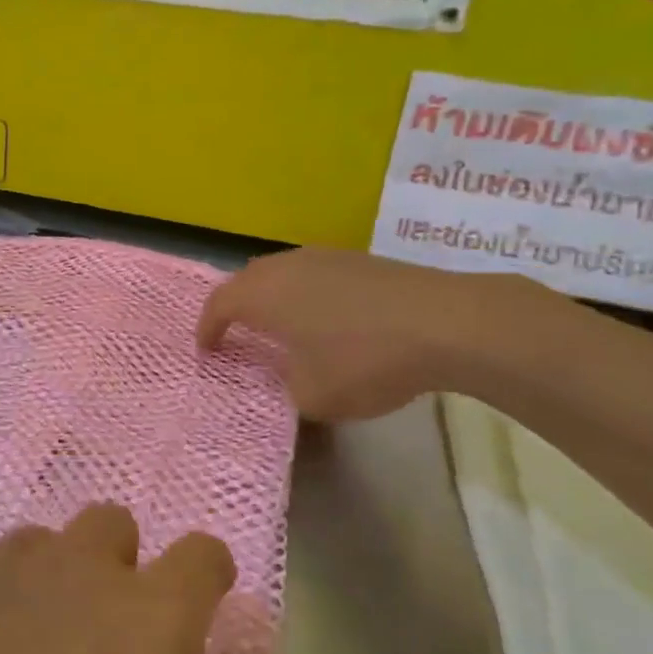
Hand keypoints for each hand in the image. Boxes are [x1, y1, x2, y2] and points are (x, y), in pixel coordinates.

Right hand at [198, 249, 543, 422]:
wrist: (445, 323)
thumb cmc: (365, 360)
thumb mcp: (313, 396)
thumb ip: (286, 389)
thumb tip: (287, 378)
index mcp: (265, 295)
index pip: (219, 304)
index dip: (207, 327)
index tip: (206, 350)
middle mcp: (288, 267)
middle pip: (247, 279)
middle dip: (235, 306)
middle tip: (236, 333)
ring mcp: (326, 257)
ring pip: (282, 272)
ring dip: (272, 297)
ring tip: (280, 326)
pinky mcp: (360, 260)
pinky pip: (314, 273)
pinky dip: (305, 294)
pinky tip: (326, 318)